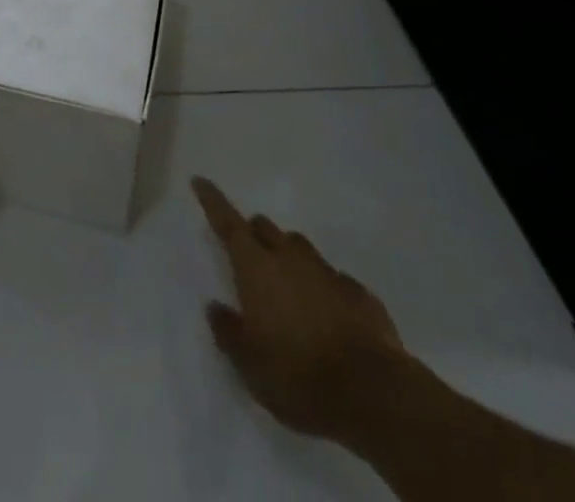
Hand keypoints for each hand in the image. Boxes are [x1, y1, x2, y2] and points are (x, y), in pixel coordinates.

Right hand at [193, 175, 413, 443]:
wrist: (374, 394)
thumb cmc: (298, 376)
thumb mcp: (249, 365)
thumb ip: (228, 332)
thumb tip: (215, 306)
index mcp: (257, 268)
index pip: (228, 223)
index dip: (212, 200)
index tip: (200, 180)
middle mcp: (290, 259)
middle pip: (266, 229)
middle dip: (254, 233)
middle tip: (249, 254)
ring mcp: (328, 273)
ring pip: (301, 248)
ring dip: (289, 256)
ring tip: (288, 284)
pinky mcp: (360, 295)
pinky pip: (335, 279)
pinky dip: (324, 287)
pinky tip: (328, 313)